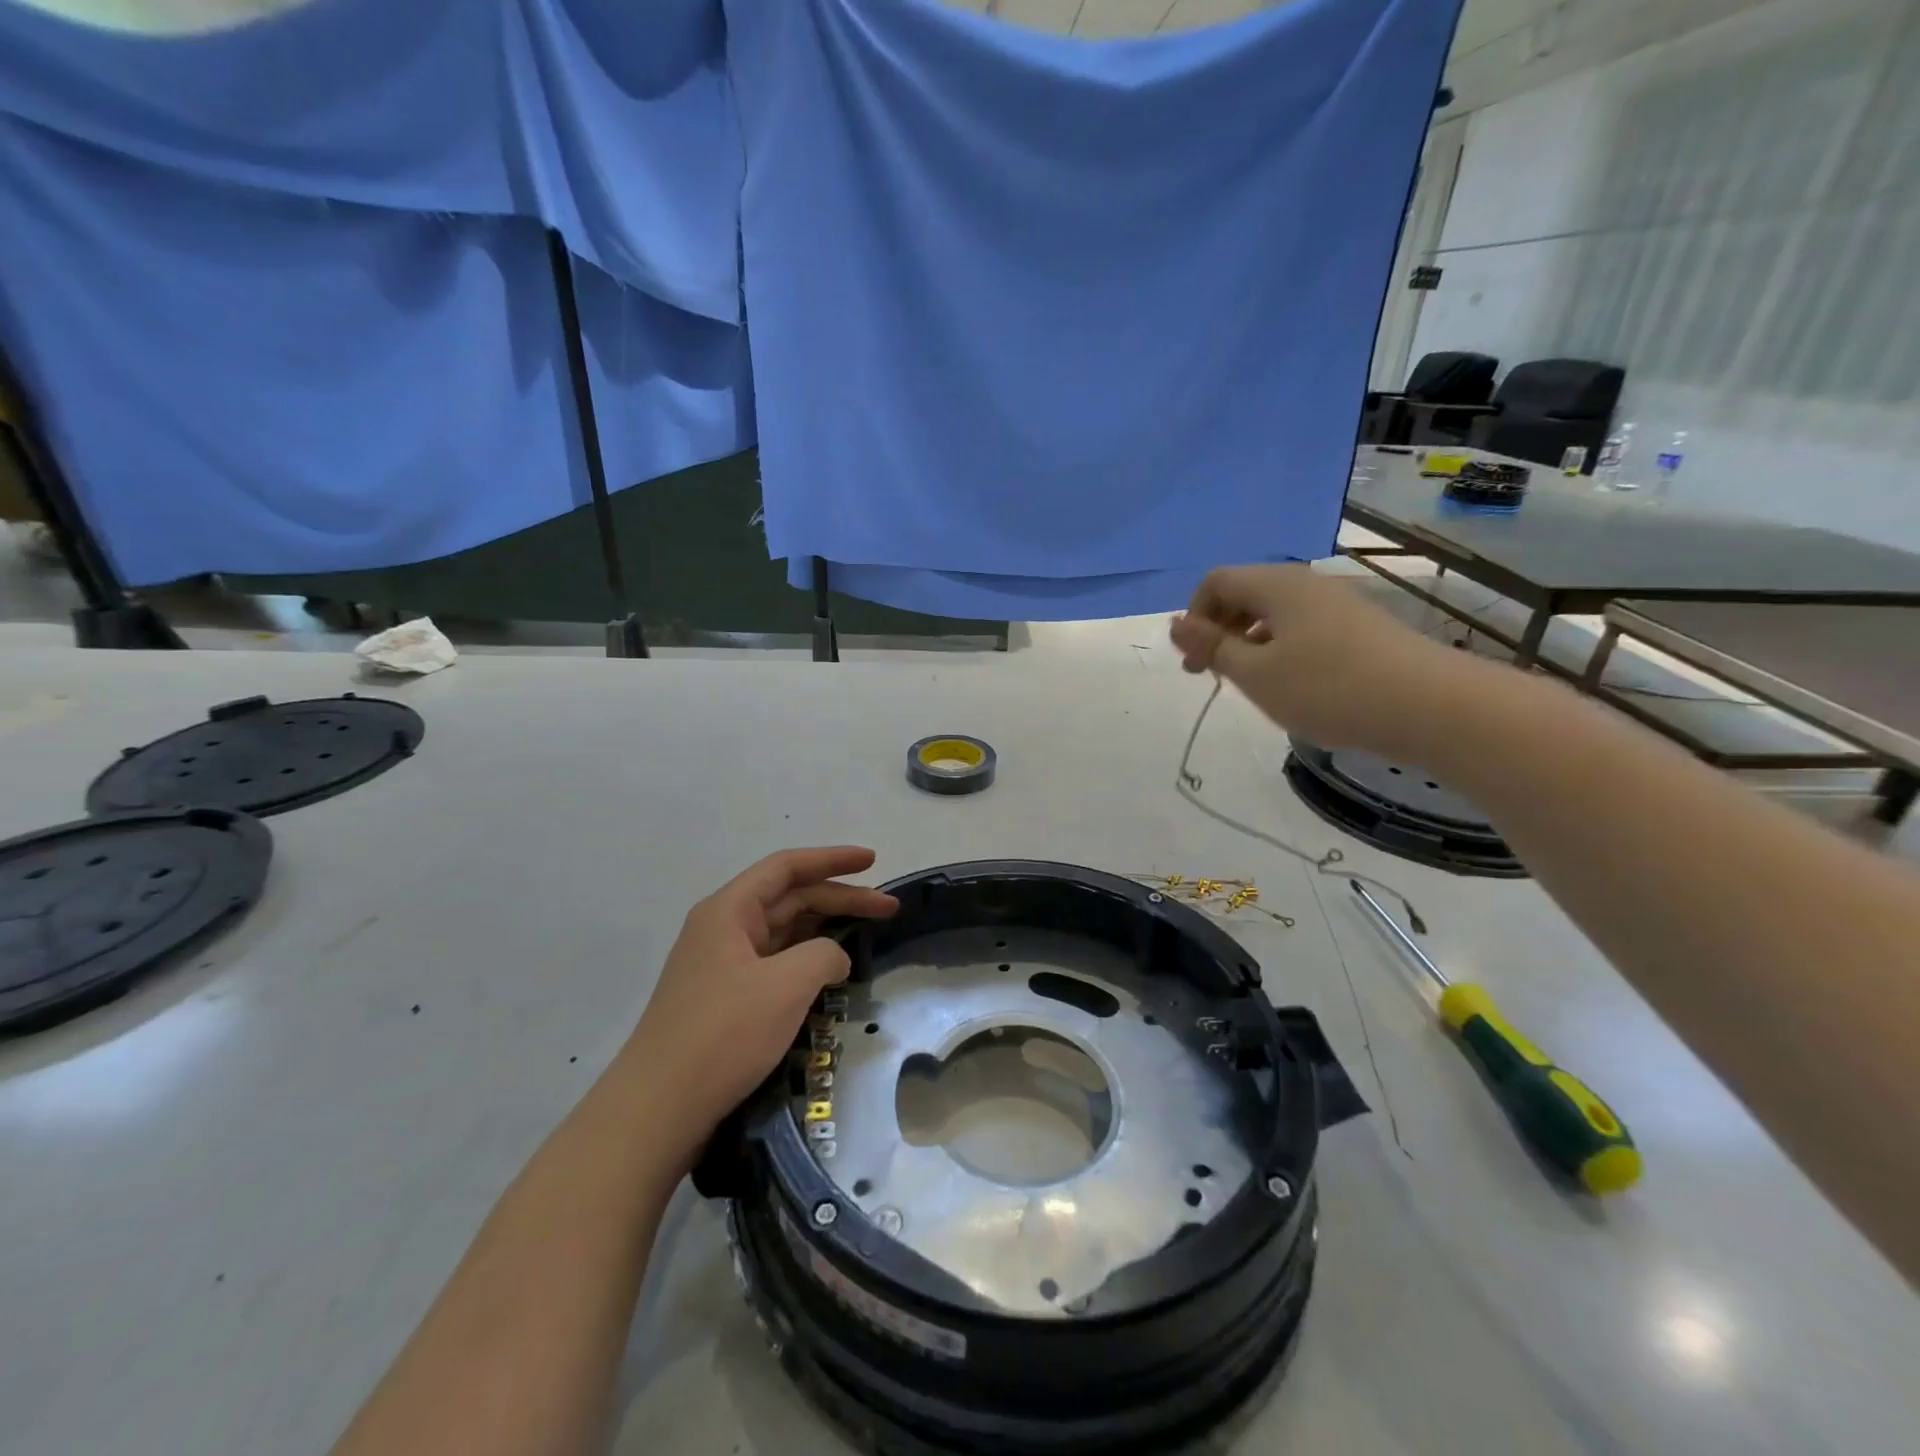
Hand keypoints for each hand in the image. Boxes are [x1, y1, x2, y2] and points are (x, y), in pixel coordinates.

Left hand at [622, 848, 897, 1156]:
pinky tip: (831, 975)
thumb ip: (824, 955)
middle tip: (889, 908)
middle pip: (790, 898)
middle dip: (840, 898)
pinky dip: (808, 961)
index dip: (833, 859)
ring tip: (867, 936)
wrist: (658, 1110)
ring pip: (784, 933)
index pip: (787, 868)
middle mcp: (723, 929)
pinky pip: (775, 964)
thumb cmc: (724, 1034)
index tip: (873, 861)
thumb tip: (833, 958)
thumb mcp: (786, 985)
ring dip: (826, 930)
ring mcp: (723, 966)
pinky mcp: (726, 1000)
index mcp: (729, 910)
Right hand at [1169, 563, 1462, 757]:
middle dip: (1218, 631)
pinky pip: (1302, 628)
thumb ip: (1212, 647)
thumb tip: (1176, 623)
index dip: (1195, 617)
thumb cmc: (1328, 687)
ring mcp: (1337, 604)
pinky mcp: (1360, 628)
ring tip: (1251, 684)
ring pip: (1274, 613)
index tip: (1196, 662)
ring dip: (1249, 643)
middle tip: (1213, 676)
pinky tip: (1292, 685)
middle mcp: (1306, 584)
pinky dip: (1281, 650)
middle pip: (1245, 593)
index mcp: (1276, 585)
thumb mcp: (1255, 674)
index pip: (1216, 581)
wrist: (1430, 705)